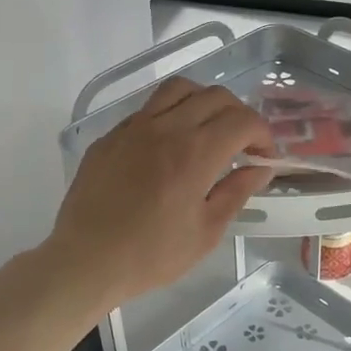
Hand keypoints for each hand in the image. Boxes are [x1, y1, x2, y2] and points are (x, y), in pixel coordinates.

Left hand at [47, 77, 272, 309]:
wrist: (86, 260)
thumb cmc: (151, 255)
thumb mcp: (206, 231)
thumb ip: (237, 192)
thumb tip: (261, 168)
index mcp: (194, 154)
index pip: (242, 120)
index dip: (263, 134)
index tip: (264, 156)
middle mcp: (166, 128)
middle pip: (215, 96)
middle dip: (239, 115)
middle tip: (242, 144)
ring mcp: (134, 128)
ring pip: (179, 89)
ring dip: (204, 102)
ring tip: (208, 129)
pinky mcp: (111, 136)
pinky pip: (148, 109)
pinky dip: (171, 114)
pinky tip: (170, 144)